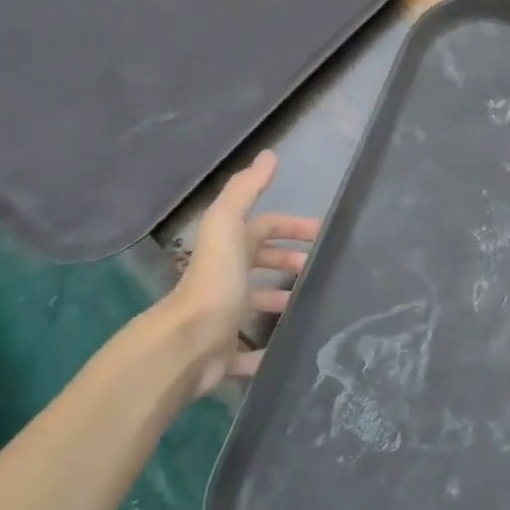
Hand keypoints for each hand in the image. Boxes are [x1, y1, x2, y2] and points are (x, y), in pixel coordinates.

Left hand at [162, 150, 318, 392]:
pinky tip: (289, 348)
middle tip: (318, 271)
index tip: (323, 235)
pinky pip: (250, 354)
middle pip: (259, 264)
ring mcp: (222, 318)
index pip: (264, 228)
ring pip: (254, 305)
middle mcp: (223, 281)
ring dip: (280, 302)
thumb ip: (245, 190)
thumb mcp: (228, 227)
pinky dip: (267, 350)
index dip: (292, 227)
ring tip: (309, 306)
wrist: (186, 346)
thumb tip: (268, 155)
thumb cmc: (214, 284)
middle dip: (288, 263)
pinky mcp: (224, 354)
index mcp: (227, 250)